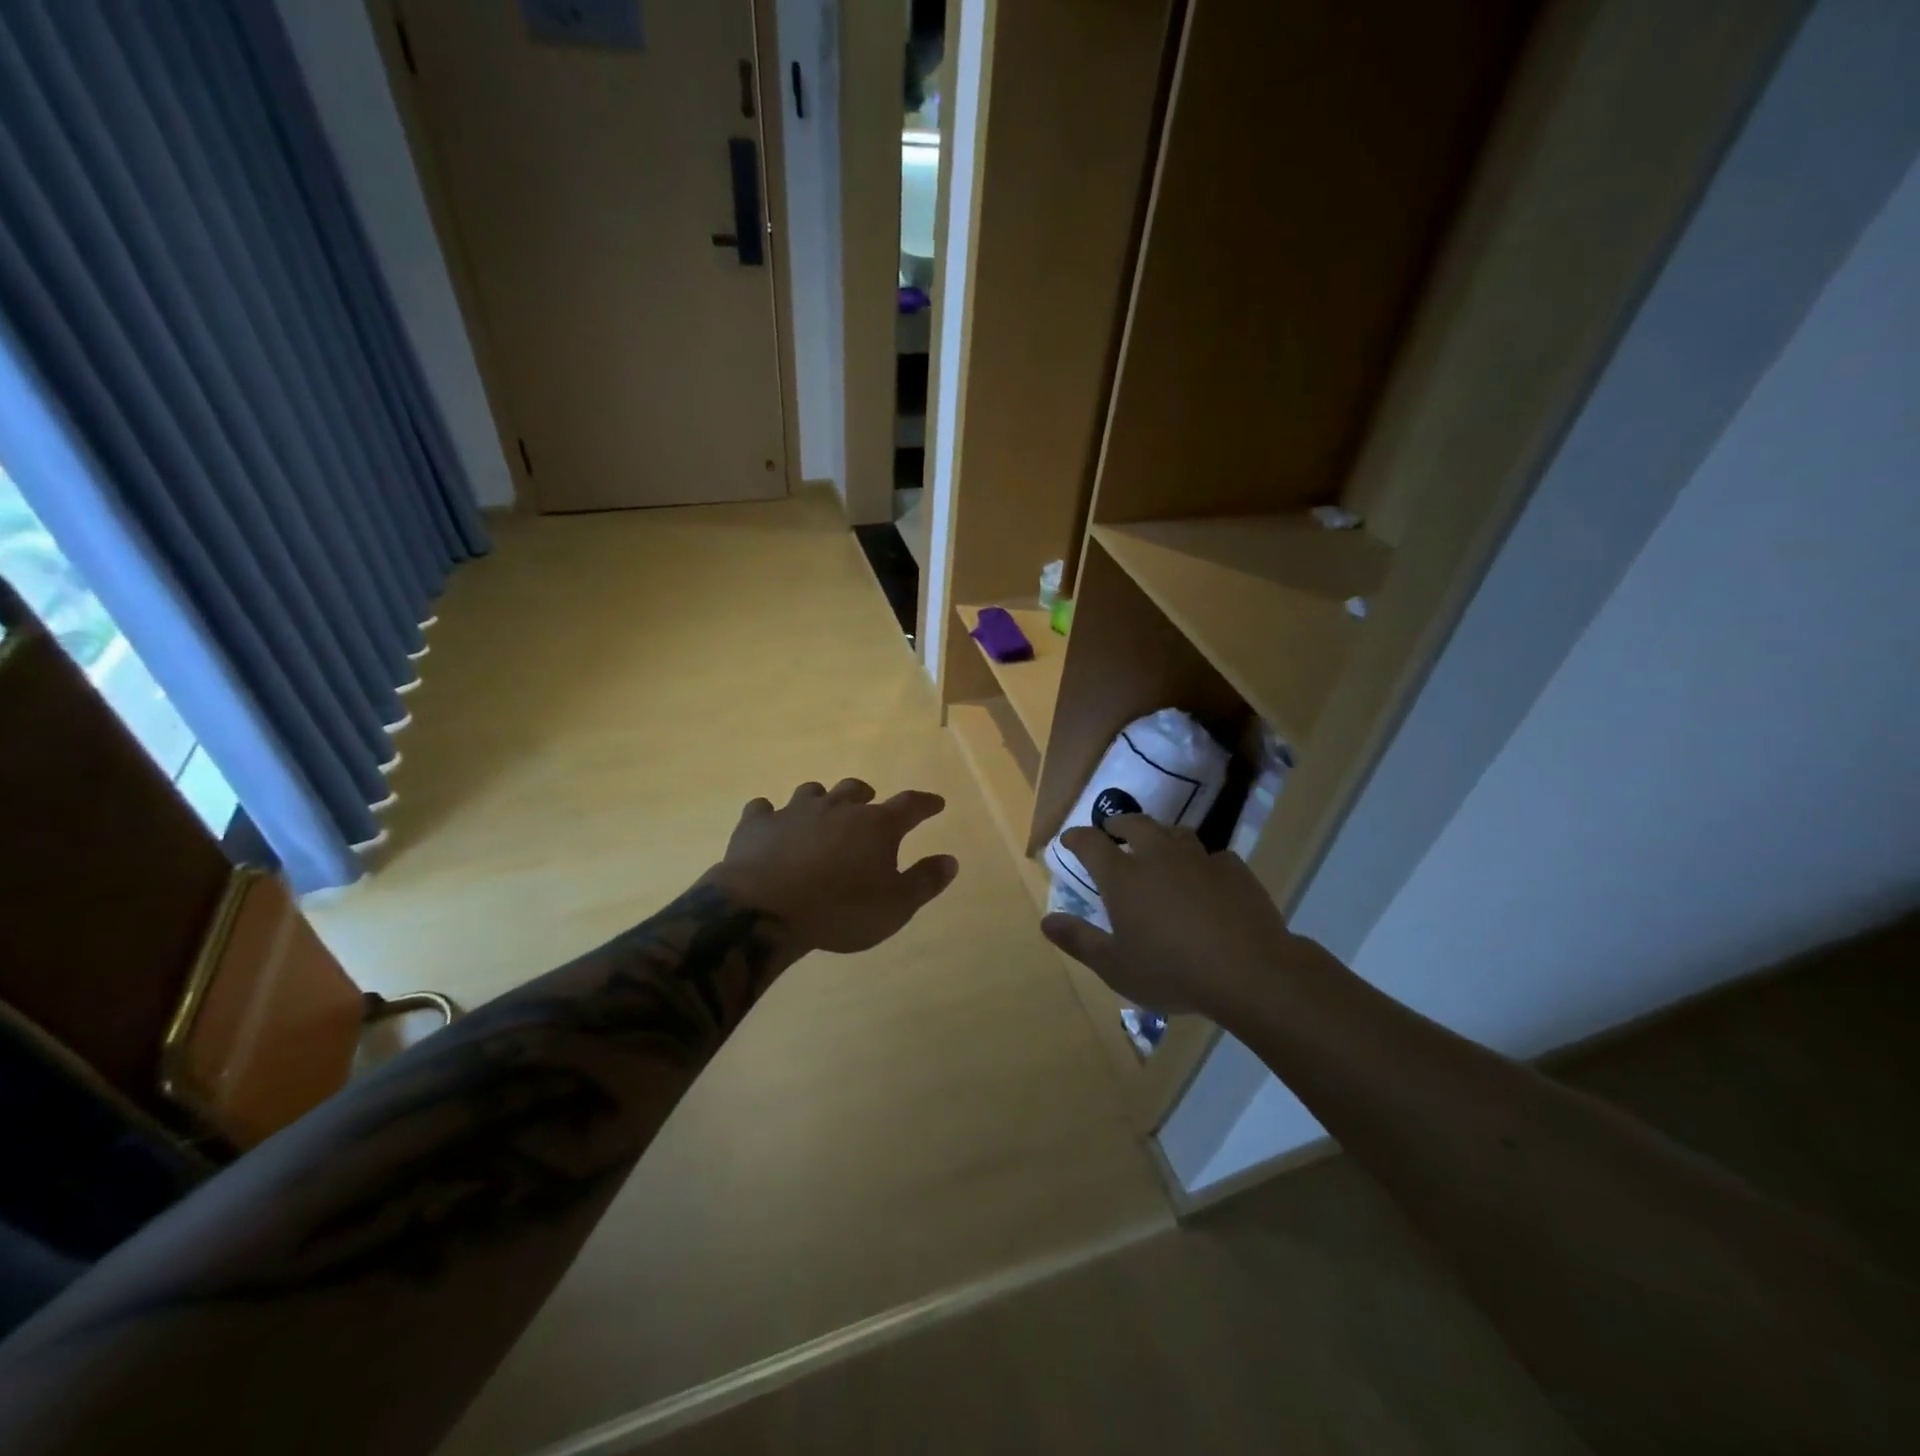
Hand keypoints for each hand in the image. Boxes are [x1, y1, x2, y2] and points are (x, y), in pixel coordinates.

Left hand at [704, 779, 958, 954]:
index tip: (936, 803)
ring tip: (821, 813)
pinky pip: (764, 809)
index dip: (925, 803)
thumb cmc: (840, 910)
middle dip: (865, 795)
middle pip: (855, 790)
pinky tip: (769, 824)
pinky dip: (770, 815)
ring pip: (811, 792)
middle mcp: (837, 808)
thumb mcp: (895, 906)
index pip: (910, 805)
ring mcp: (794, 811)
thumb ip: (925, 881)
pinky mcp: (757, 824)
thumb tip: (951, 860)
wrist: (766, 910)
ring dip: (820, 800)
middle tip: (868, 804)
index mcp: (875, 825)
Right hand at [1041, 816, 1336, 1020]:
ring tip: (1158, 847)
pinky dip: (1201, 861)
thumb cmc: (1171, 971)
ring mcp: (1199, 859)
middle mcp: (1158, 856)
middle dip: (1119, 824)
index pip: (1091, 843)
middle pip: (1135, 824)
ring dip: (1160, 835)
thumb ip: (1078, 940)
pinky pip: (1212, 855)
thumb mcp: (1114, 966)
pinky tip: (1205, 876)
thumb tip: (1046, 921)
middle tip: (1113, 831)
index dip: (1077, 838)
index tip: (1069, 839)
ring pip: (1175, 833)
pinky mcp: (1234, 869)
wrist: (1249, 972)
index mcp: (1123, 876)